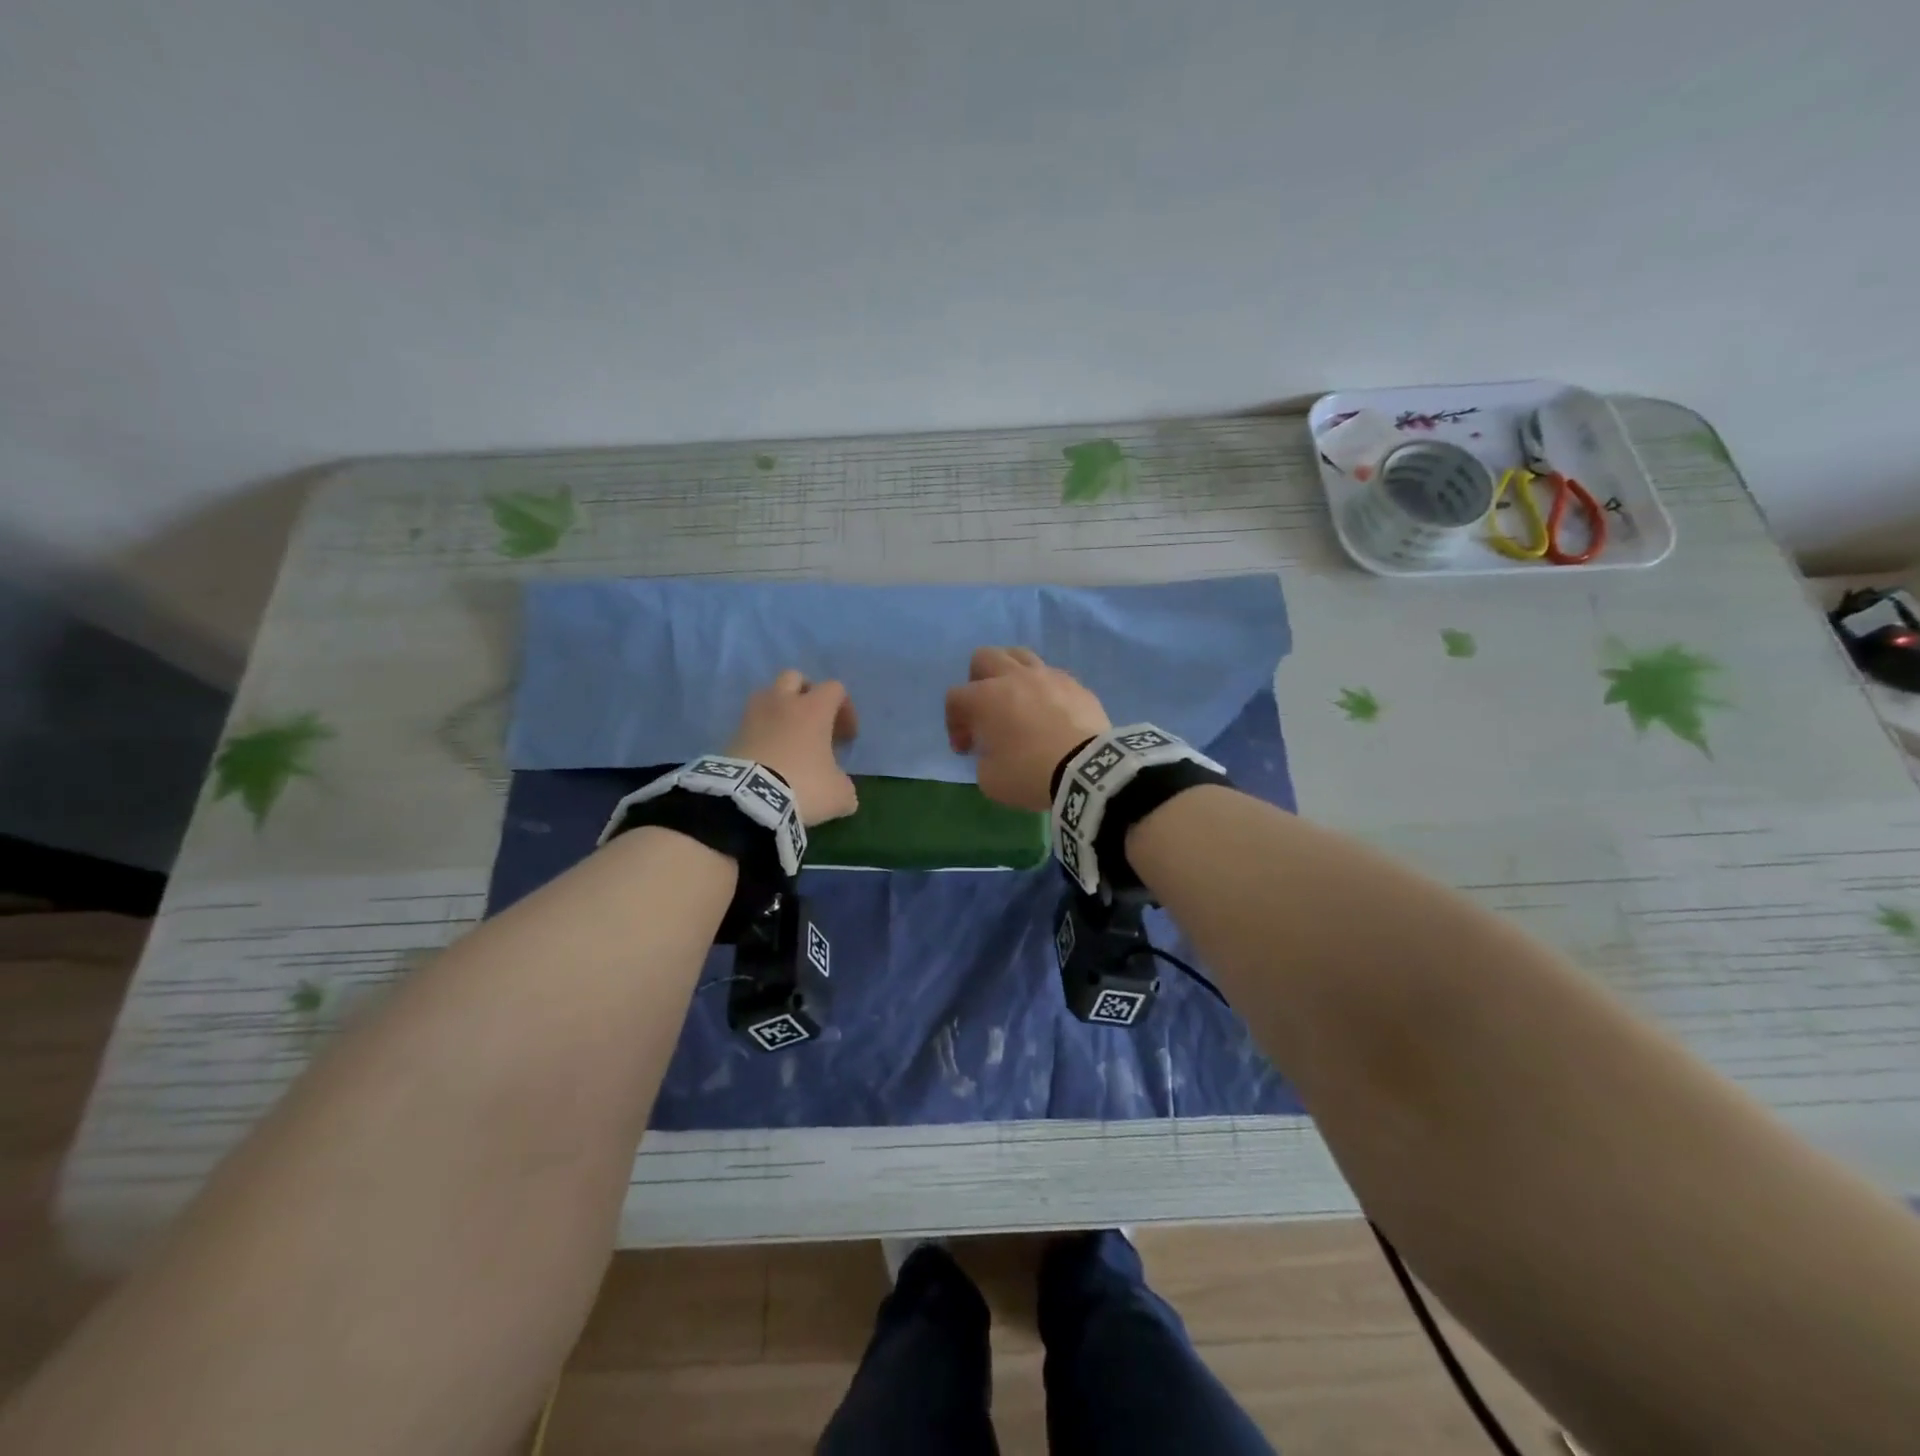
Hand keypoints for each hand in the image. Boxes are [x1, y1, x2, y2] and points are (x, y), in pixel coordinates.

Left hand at [727, 670, 859, 824]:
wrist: (749, 801)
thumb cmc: (804, 787)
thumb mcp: (839, 793)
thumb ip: (843, 783)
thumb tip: (839, 785)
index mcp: (814, 708)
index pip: (834, 689)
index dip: (845, 709)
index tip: (846, 737)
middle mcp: (782, 703)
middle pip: (794, 677)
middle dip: (806, 695)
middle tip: (814, 722)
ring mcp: (752, 716)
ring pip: (766, 696)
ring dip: (779, 710)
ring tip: (787, 737)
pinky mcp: (730, 736)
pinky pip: (750, 725)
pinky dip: (761, 734)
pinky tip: (767, 758)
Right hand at [944, 647, 1110, 811]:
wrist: (1088, 770)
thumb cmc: (1031, 774)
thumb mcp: (990, 779)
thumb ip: (983, 759)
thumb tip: (993, 750)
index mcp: (987, 697)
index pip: (955, 698)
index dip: (954, 723)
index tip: (966, 748)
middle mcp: (1015, 677)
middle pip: (984, 657)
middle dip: (977, 682)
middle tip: (985, 710)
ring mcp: (1048, 676)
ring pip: (1020, 655)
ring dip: (1010, 674)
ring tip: (1016, 701)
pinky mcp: (1076, 684)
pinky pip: (1051, 676)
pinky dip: (1043, 689)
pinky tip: (1049, 712)